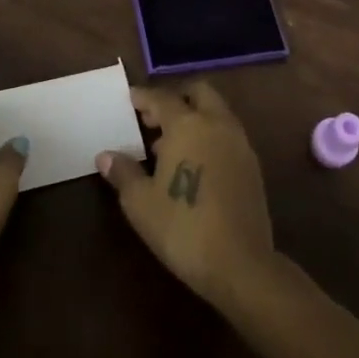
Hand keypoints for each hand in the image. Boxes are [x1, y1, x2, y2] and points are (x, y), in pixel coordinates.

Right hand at [97, 80, 275, 308]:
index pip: (161, 98)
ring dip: (194, 118)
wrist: (239, 264)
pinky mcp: (253, 166)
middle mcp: (217, 124)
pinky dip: (210, 136)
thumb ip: (123, 172)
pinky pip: (227, 135)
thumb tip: (105, 156)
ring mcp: (239, 143)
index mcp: (187, 124)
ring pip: (216, 113)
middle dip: (176, 99)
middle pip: (198, 93)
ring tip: (169, 146)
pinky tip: (194, 165)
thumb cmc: (182, 227)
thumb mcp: (140, 203)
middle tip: (153, 119)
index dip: (142, 97)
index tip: (129, 100)